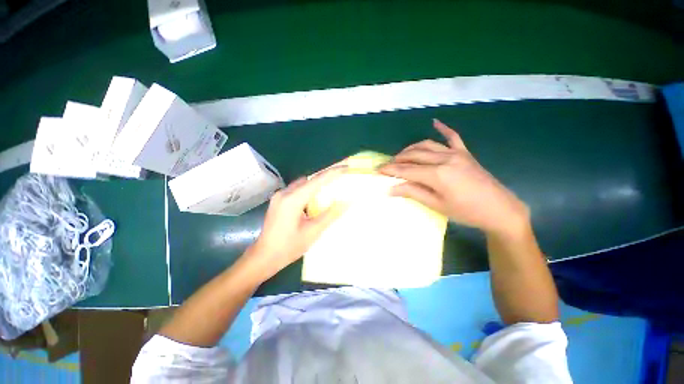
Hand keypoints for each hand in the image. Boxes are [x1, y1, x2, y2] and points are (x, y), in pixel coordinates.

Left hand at [244, 166, 348, 281]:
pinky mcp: (278, 201)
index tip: (346, 167)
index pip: (317, 180)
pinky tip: (314, 199)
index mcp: (293, 199)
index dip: (333, 173)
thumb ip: (331, 214)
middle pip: (309, 179)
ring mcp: (279, 196)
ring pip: (302, 184)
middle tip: (341, 177)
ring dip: (316, 184)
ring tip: (331, 188)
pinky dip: (308, 190)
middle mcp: (284, 193)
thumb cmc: (288, 247)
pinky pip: (297, 190)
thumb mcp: (313, 231)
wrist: (263, 257)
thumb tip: (348, 201)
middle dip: (326, 176)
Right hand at [379, 119, 529, 237]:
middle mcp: (445, 159)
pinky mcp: (465, 153)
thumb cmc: (466, 212)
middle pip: (414, 155)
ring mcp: (456, 153)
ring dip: (411, 149)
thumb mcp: (437, 205)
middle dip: (397, 160)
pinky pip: (452, 137)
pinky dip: (442, 129)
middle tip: (386, 165)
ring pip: (427, 145)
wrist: (500, 209)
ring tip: (400, 156)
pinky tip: (434, 122)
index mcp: (437, 174)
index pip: (406, 170)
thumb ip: (413, 192)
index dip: (390, 170)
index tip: (377, 170)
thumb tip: (391, 188)